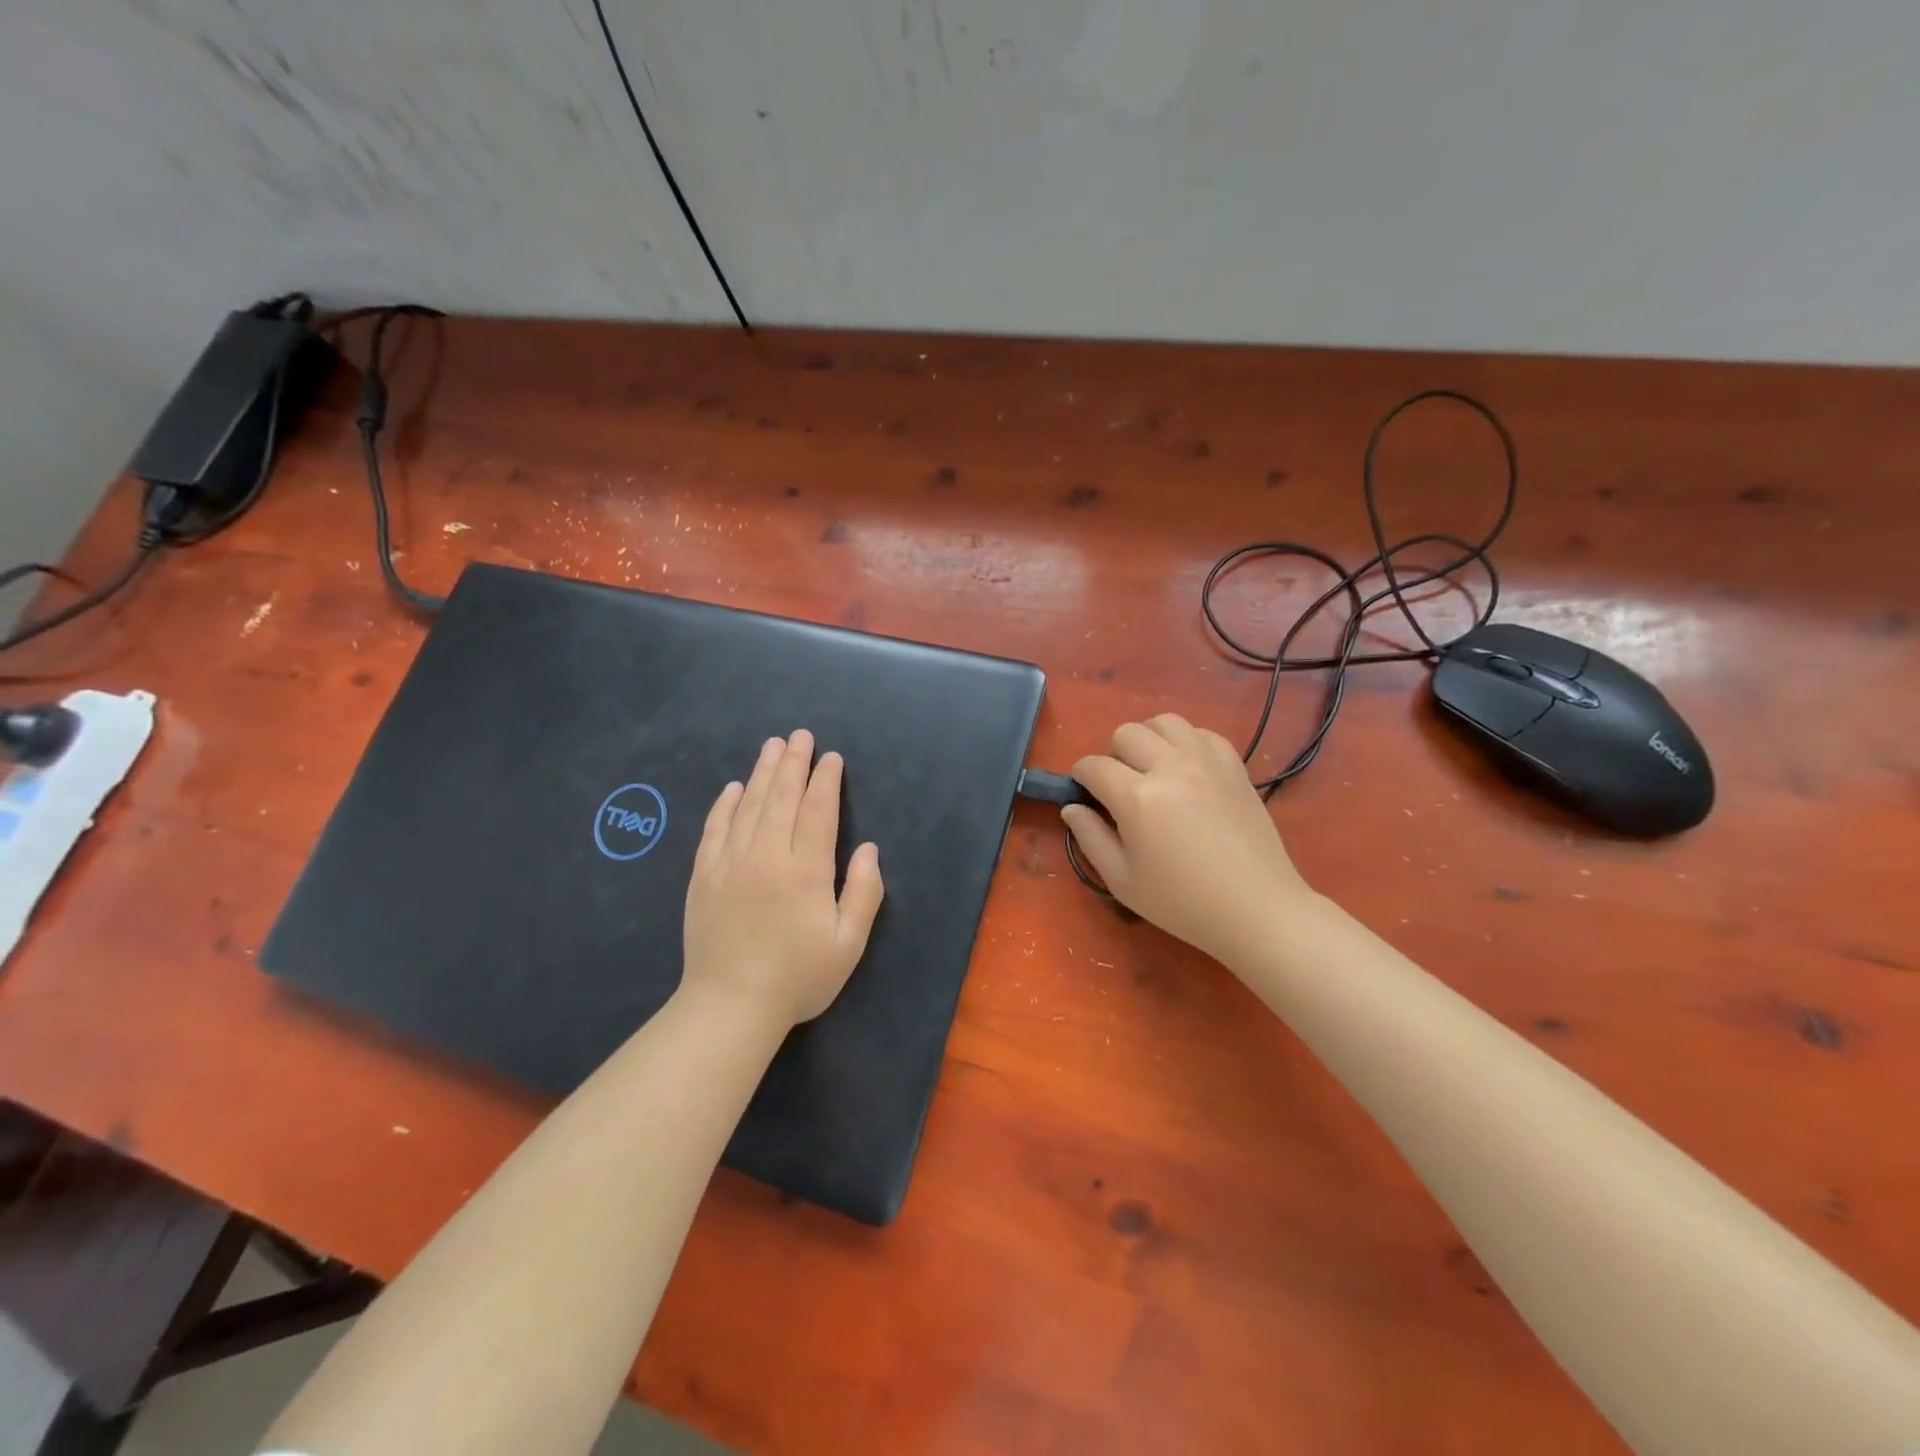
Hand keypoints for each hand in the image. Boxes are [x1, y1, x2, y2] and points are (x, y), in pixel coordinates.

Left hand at [682, 730, 883, 1028]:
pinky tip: (732, 788)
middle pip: (780, 798)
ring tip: (771, 746)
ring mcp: (730, 863)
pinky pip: (714, 830)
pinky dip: (724, 805)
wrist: (730, 1006)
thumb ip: (864, 893)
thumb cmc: (798, 978)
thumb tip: (868, 849)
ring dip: (761, 773)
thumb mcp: (848, 944)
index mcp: (805, 871)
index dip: (825, 781)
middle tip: (800, 736)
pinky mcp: (704, 877)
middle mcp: (766, 856)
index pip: (817, 812)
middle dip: (793, 764)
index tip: (830, 757)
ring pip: (748, 806)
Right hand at [1065, 714, 1310, 963]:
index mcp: (1137, 797)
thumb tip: (1071, 808)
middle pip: (1126, 733)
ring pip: (1164, 722)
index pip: (1093, 766)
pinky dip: (1185, 742)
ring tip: (1150, 767)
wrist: (1256, 908)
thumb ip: (1090, 838)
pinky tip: (1185, 769)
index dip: (1080, 776)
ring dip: (1148, 739)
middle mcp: (1170, 767)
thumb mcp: (1122, 881)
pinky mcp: (1233, 765)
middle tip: (1118, 784)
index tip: (1082, 791)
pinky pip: (1201, 733)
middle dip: (1111, 754)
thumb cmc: (1182, 902)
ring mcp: (1206, 761)